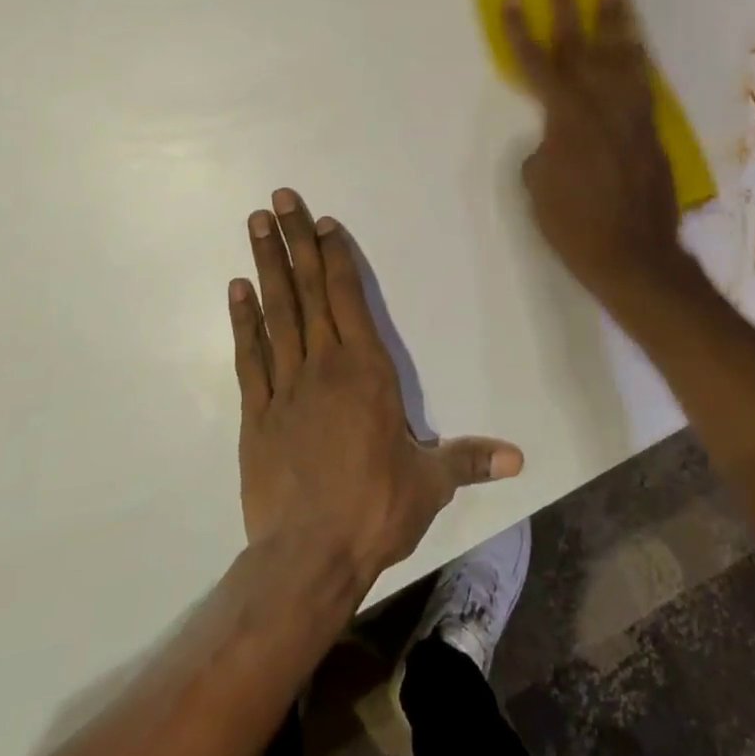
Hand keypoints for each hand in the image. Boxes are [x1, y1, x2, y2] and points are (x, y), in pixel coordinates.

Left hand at [230, 189, 523, 590]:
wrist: (308, 556)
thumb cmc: (375, 510)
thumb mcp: (430, 484)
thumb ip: (469, 460)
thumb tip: (519, 459)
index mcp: (367, 370)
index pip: (349, 298)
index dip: (336, 256)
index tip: (322, 222)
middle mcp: (324, 365)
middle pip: (310, 290)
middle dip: (295, 241)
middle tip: (279, 199)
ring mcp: (285, 385)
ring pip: (276, 312)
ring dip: (266, 266)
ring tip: (256, 225)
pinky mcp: (256, 412)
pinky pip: (248, 356)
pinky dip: (242, 321)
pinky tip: (236, 289)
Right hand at [503, 0, 693, 306]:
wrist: (634, 256)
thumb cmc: (573, 225)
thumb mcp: (537, 185)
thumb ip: (543, 148)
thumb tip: (555, 137)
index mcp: (566, 118)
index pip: (537, 65)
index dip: (521, 32)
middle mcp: (601, 105)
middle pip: (583, 47)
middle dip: (571, 9)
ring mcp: (632, 115)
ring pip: (623, 56)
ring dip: (616, 20)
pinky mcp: (651, 129)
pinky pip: (643, 81)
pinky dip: (637, 57)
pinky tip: (635, 44)